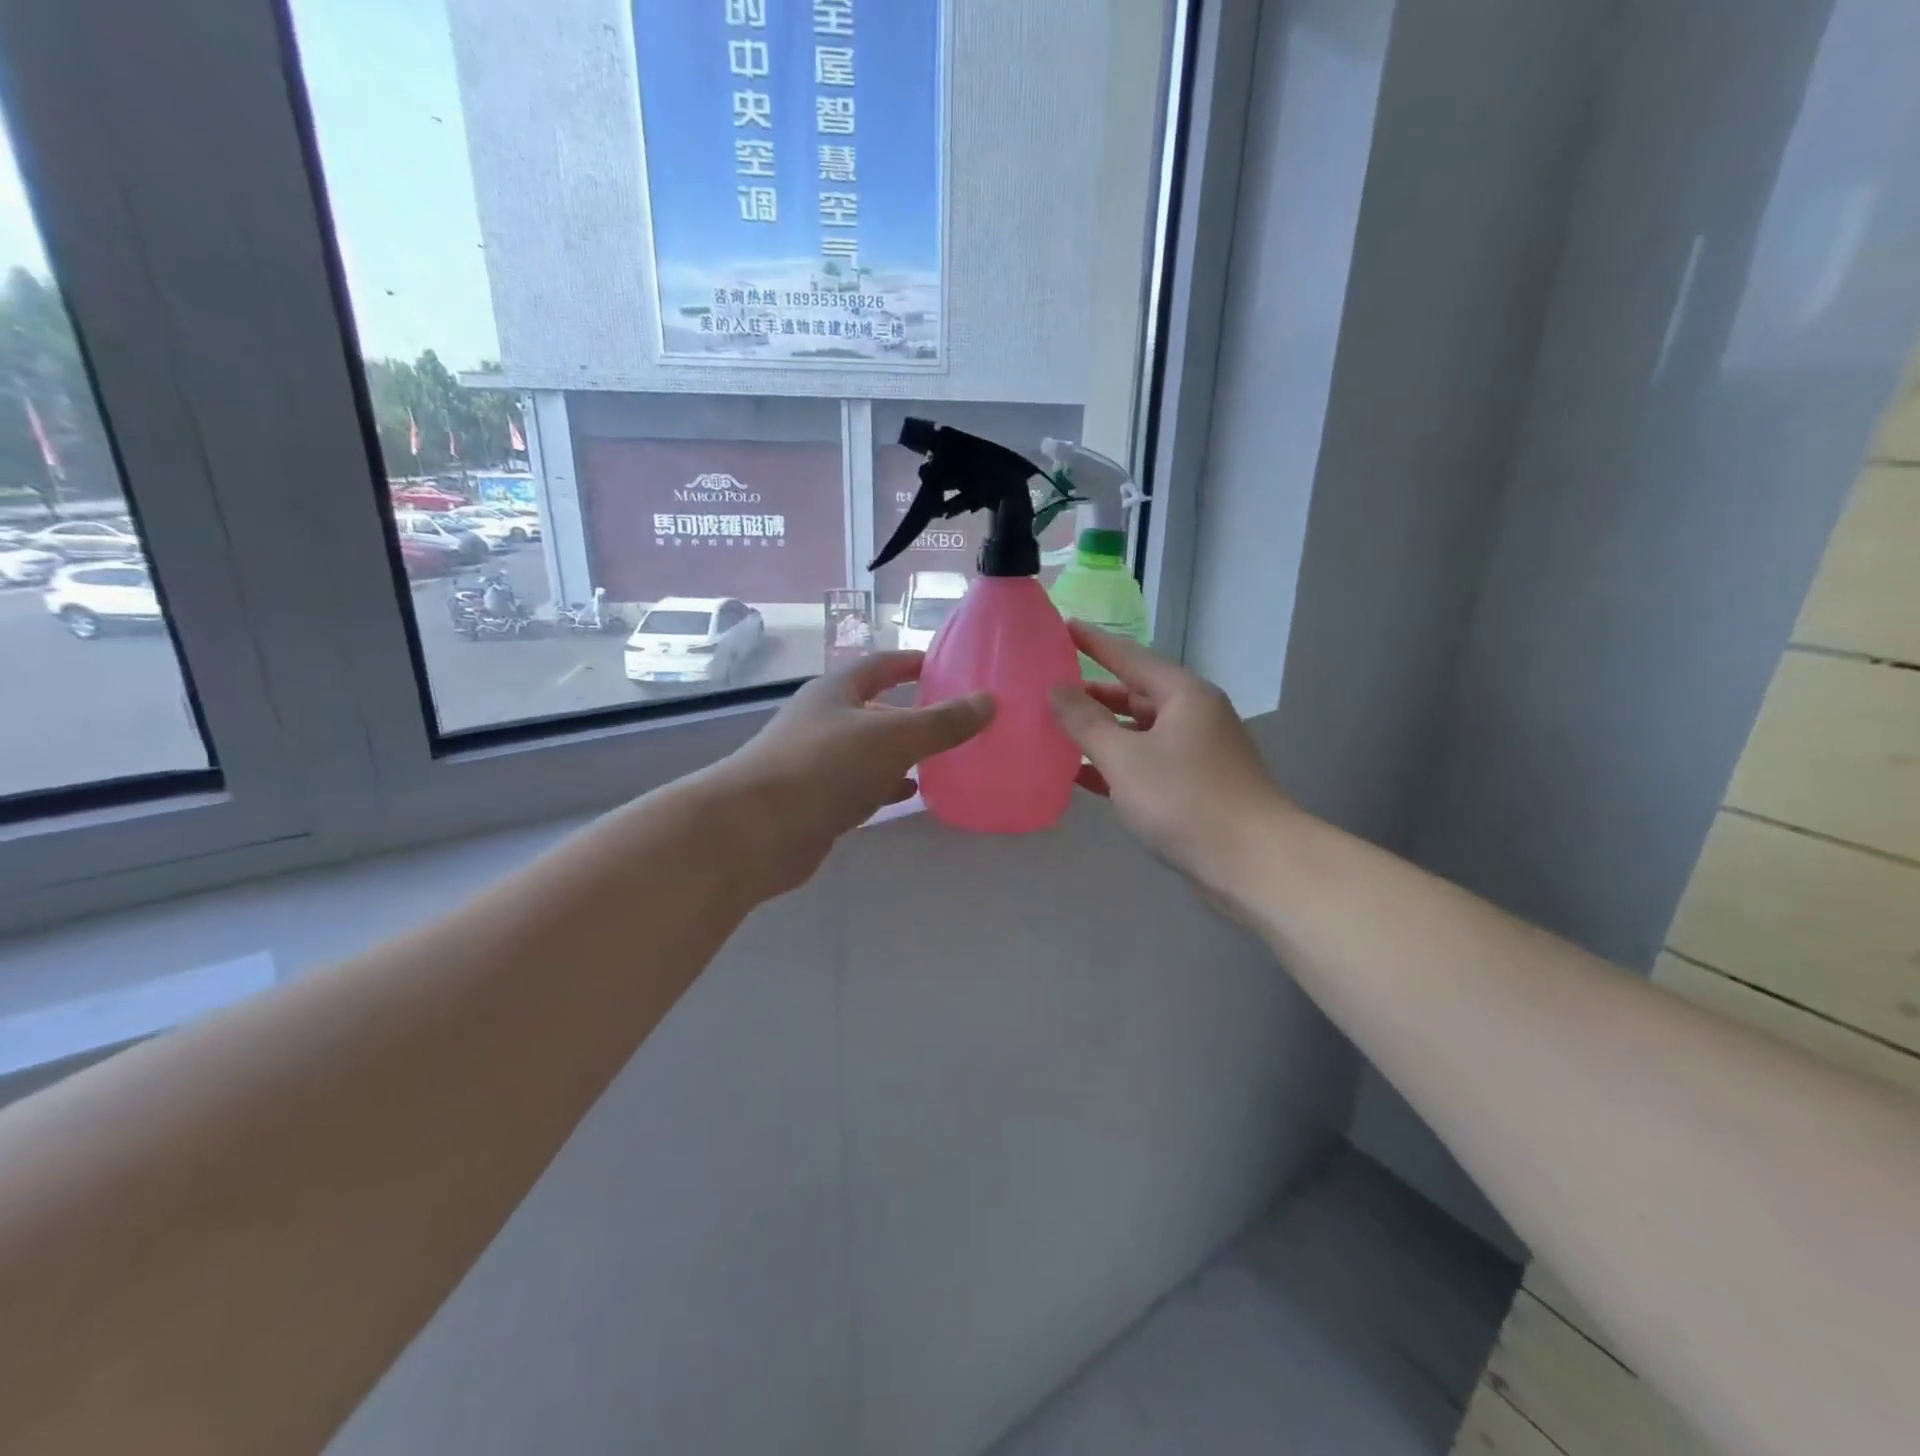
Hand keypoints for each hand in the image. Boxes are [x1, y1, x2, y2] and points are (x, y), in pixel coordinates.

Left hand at [718, 652, 993, 894]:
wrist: (755, 830)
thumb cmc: (824, 767)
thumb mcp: (891, 737)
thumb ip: (942, 722)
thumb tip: (989, 701)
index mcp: (836, 691)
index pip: (881, 665)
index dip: (913, 662)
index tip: (948, 666)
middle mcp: (824, 720)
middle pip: (876, 707)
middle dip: (914, 712)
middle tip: (957, 718)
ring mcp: (817, 762)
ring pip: (870, 749)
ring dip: (903, 752)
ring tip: (945, 756)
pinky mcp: (817, 800)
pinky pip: (861, 784)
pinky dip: (887, 784)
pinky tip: (910, 792)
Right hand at [1048, 623, 1293, 905]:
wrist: (1254, 863)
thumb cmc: (1186, 799)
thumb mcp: (1125, 758)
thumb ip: (1086, 722)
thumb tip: (1057, 689)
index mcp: (1183, 695)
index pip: (1129, 656)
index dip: (1093, 642)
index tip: (1061, 626)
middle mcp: (1194, 715)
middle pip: (1134, 694)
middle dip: (1092, 693)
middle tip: (1048, 689)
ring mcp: (1197, 753)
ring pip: (1139, 732)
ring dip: (1101, 732)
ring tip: (1056, 731)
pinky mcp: (1195, 787)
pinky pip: (1146, 763)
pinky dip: (1116, 765)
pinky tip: (1081, 775)